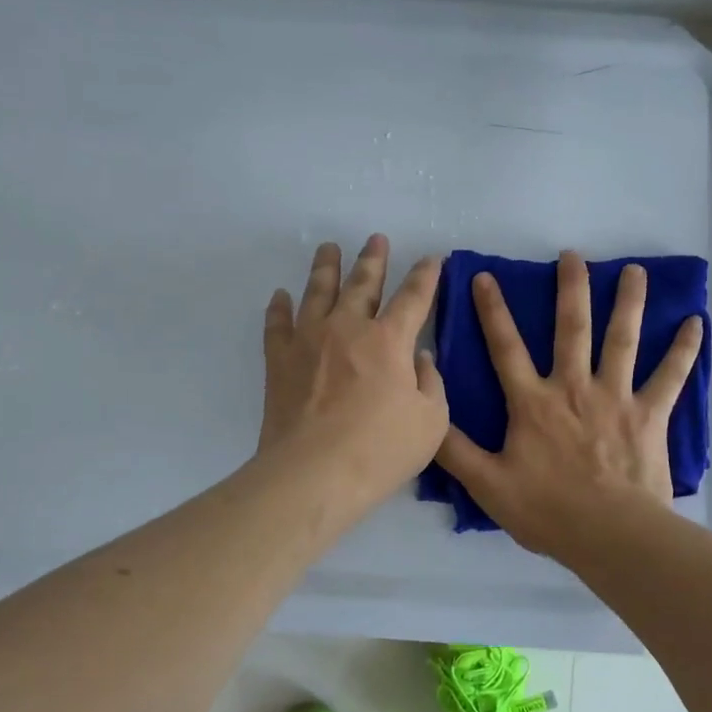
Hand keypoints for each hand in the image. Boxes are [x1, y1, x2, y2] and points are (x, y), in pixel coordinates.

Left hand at [259, 235, 447, 506]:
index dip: (427, 275)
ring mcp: (309, 340)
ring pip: (317, 291)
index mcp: (390, 340)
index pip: (414, 297)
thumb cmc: (380, 450)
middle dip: (373, 259)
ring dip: (325, 267)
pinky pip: (278, 324)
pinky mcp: (279, 360)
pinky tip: (280, 296)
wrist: (314, 473)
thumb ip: (431, 383)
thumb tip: (421, 357)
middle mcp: (348, 327)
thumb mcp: (431, 422)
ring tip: (328, 248)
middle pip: (362, 283)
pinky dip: (279, 308)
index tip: (433, 258)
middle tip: (376, 238)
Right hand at [436, 250, 702, 560]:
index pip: (506, 347)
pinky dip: (684, 349)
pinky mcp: (650, 414)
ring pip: (622, 340)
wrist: (610, 534)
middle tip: (572, 254)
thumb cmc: (547, 511)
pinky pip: (671, 376)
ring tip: (635, 270)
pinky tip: (697, 323)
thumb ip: (454, 450)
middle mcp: (574, 387)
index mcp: (533, 402)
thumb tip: (427, 414)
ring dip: (629, 302)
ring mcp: (616, 397)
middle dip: (570, 288)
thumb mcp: (487, 484)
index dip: (492, 311)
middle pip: (571, 328)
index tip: (485, 277)